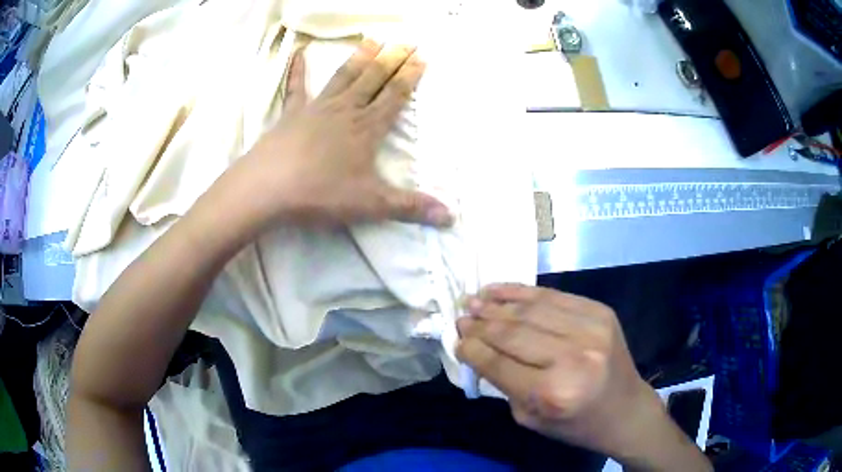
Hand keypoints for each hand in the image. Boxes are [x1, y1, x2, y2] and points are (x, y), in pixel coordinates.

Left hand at [226, 40, 452, 231]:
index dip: (410, 76)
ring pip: (344, 76)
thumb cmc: (321, 193)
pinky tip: (299, 51)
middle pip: (374, 79)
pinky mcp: (292, 113)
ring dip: (360, 57)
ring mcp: (317, 108)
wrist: (268, 188)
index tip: (422, 57)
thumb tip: (451, 217)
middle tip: (407, 40)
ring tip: (374, 39)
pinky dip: (297, 68)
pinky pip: (296, 86)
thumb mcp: (371, 204)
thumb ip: (411, 207)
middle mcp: (346, 110)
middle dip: (393, 59)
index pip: (395, 96)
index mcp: (367, 128)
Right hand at [457, 284, 678, 461]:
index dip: (472, 349)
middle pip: (513, 333)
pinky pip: (554, 295)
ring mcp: (590, 329)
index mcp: (553, 393)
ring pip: (531, 310)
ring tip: (474, 299)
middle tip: (460, 317)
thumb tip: (478, 348)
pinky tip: (501, 290)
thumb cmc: (575, 423)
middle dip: (480, 324)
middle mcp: (573, 357)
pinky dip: (523, 292)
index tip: (456, 339)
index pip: (499, 363)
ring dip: (497, 303)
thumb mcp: (530, 418)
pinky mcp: (600, 311)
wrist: (625, 409)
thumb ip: (504, 383)